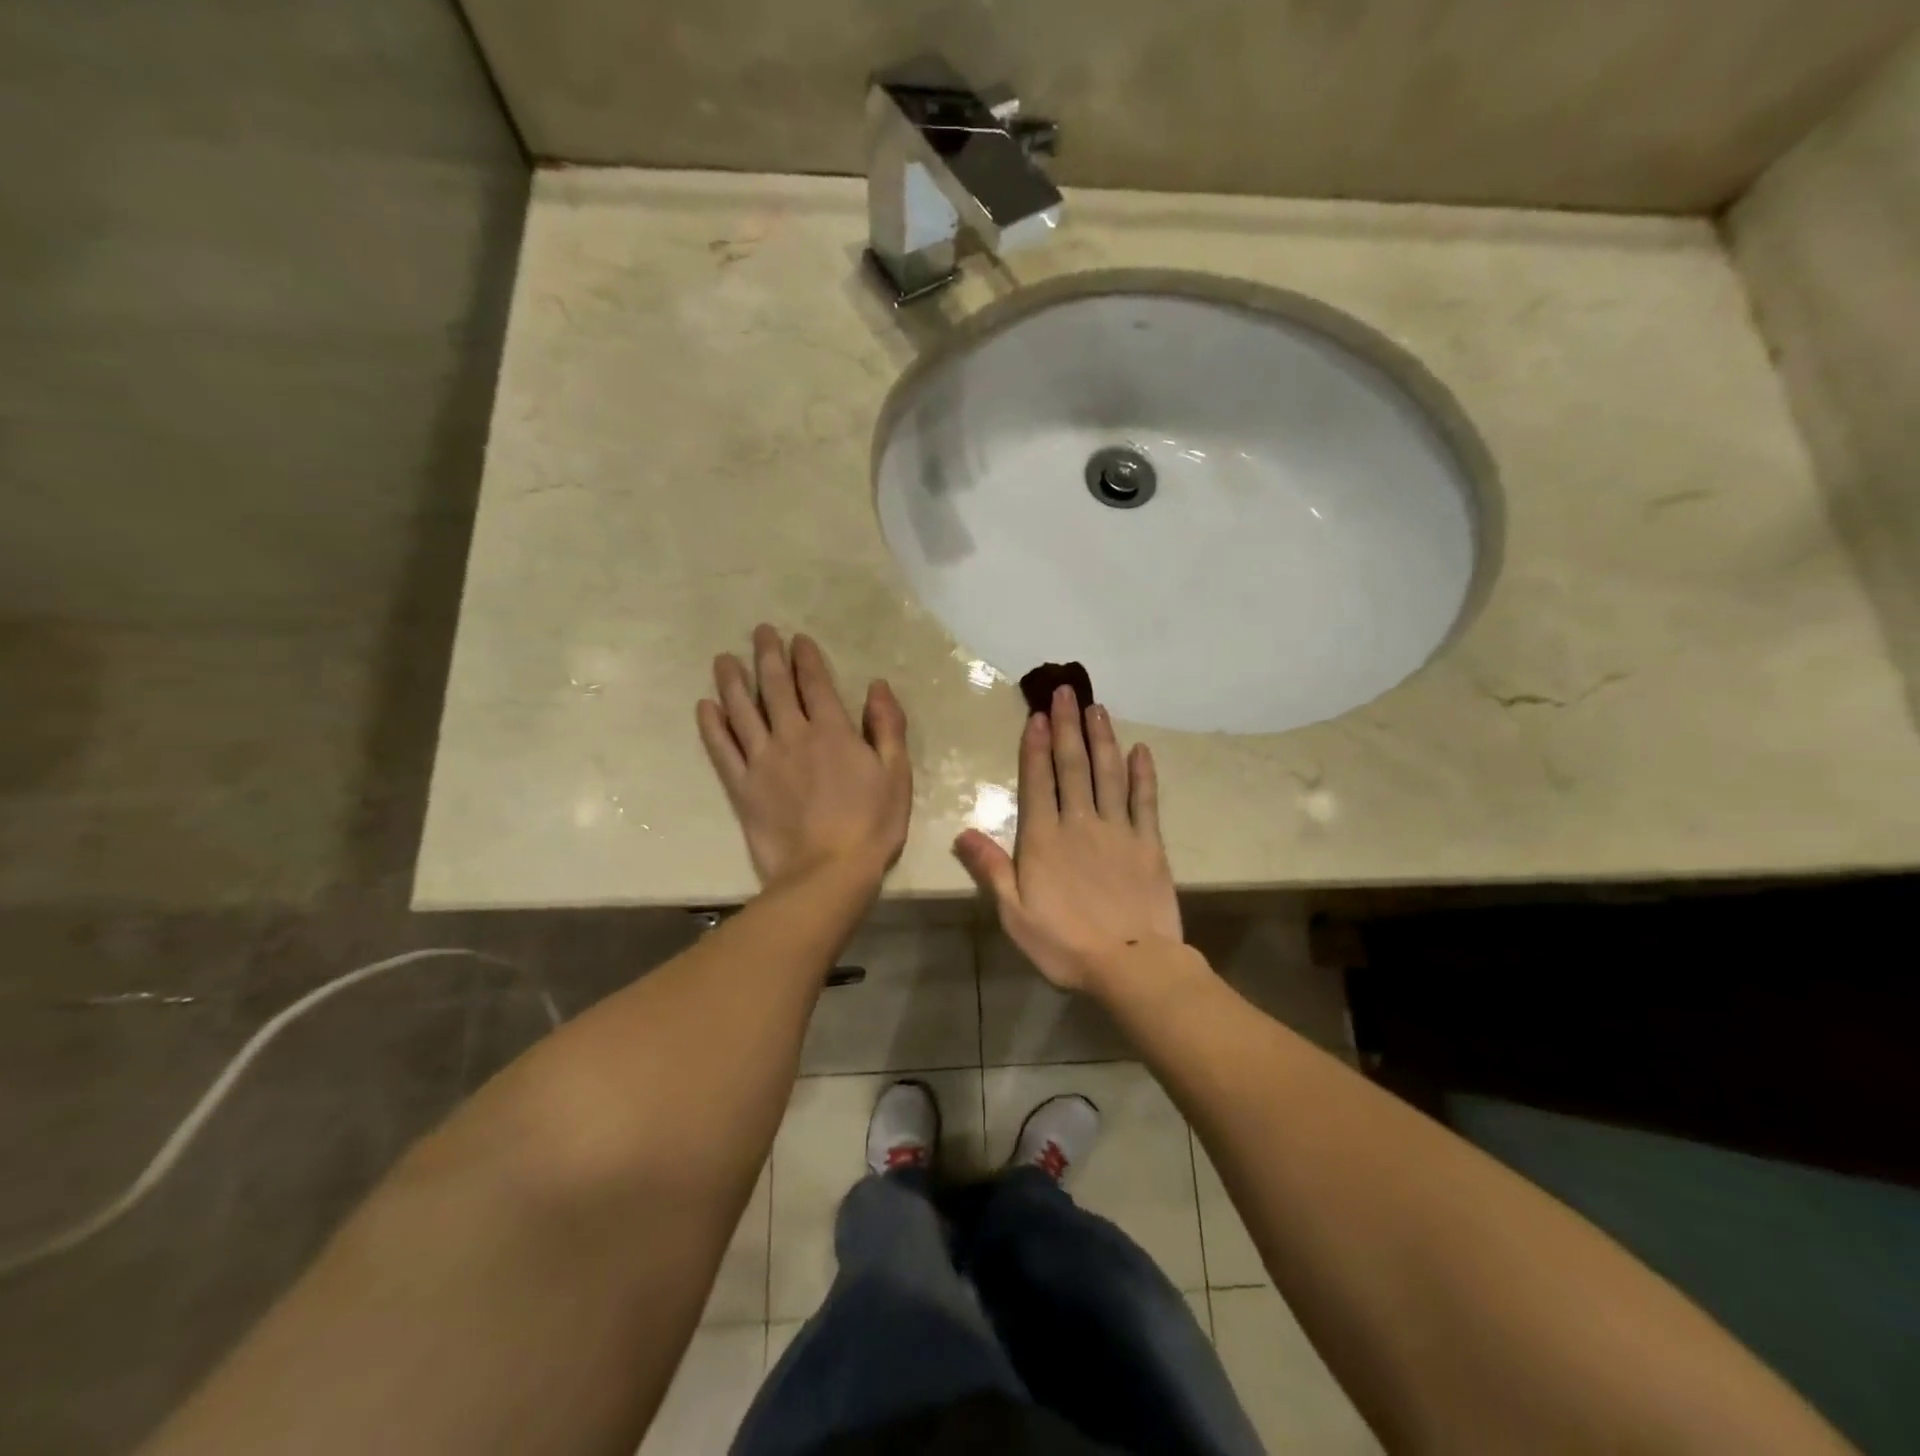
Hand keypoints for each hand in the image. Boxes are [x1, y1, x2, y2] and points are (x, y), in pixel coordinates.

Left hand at [697, 625, 911, 890]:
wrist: (828, 873)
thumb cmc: (872, 825)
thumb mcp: (896, 774)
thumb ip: (887, 727)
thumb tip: (877, 686)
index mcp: (833, 732)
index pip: (815, 684)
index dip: (805, 658)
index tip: (797, 638)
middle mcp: (793, 737)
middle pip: (776, 687)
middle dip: (768, 656)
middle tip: (759, 632)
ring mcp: (762, 761)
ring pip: (743, 711)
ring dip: (733, 681)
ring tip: (724, 659)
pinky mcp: (742, 788)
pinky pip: (722, 750)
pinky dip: (712, 726)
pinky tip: (705, 707)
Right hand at [954, 686, 1180, 991]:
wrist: (1130, 964)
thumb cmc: (1064, 944)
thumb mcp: (1014, 914)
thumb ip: (990, 869)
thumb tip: (962, 832)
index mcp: (1044, 839)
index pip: (1038, 781)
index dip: (1037, 747)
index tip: (1038, 715)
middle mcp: (1080, 823)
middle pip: (1073, 766)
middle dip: (1067, 727)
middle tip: (1066, 691)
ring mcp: (1118, 829)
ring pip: (1108, 774)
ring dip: (1101, 739)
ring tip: (1097, 708)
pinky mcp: (1149, 843)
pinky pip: (1145, 801)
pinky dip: (1143, 774)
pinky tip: (1140, 750)